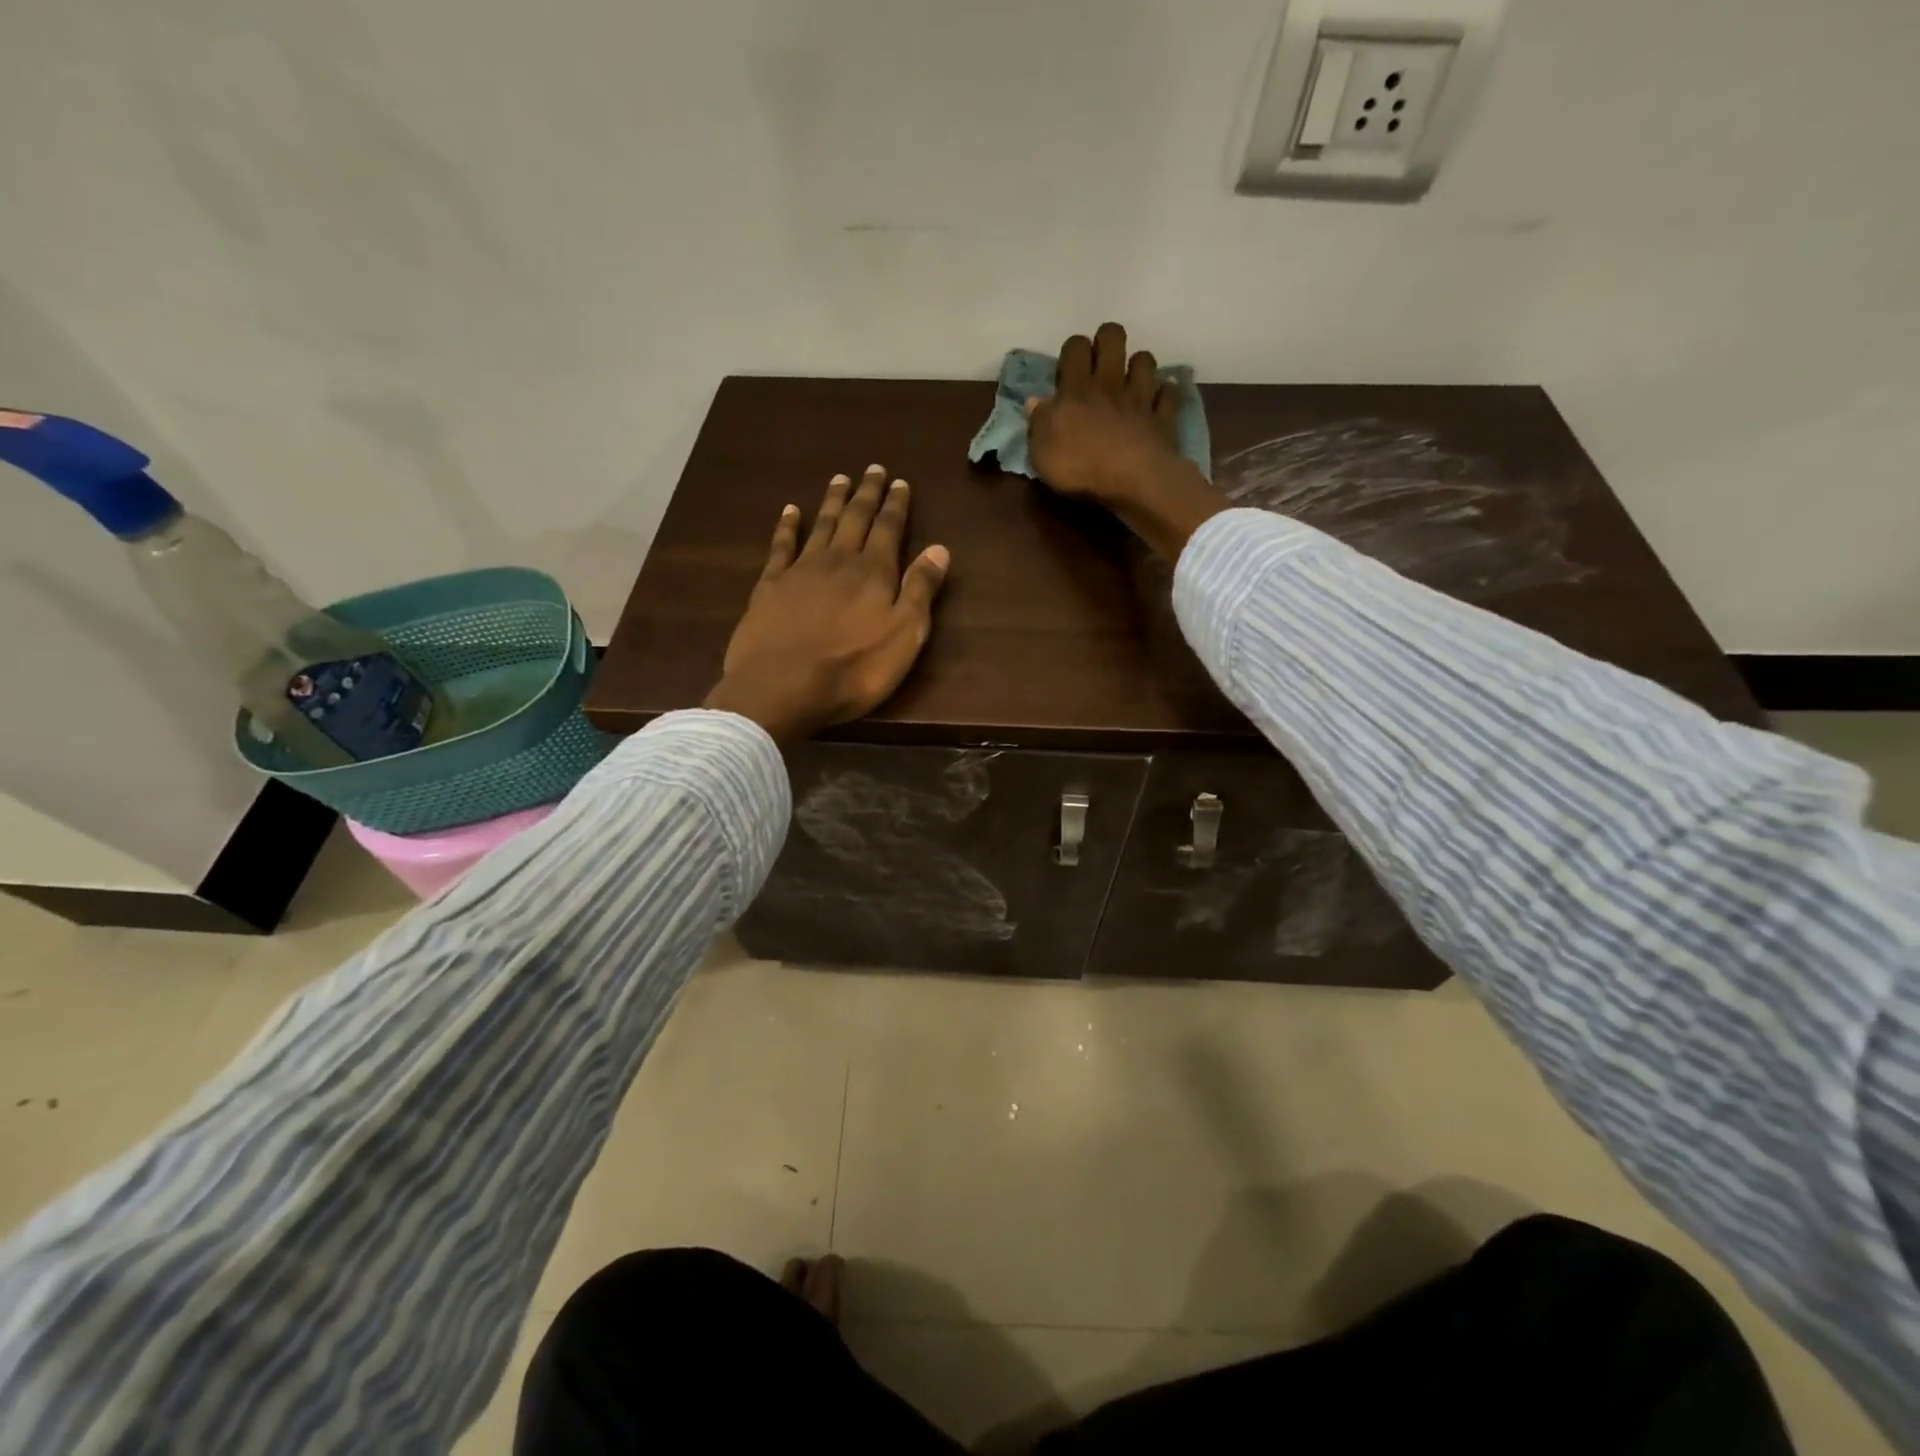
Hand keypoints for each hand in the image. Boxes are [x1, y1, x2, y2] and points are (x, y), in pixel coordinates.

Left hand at [705, 465, 949, 745]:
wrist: (781, 687)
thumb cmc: (853, 670)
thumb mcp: (904, 637)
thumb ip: (920, 591)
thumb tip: (940, 548)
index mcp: (874, 574)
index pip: (889, 529)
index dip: (896, 506)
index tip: (900, 482)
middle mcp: (839, 561)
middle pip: (855, 519)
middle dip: (866, 494)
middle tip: (873, 469)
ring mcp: (800, 571)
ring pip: (821, 526)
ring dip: (832, 501)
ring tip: (840, 479)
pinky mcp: (770, 586)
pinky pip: (781, 546)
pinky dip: (787, 526)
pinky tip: (790, 512)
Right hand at [1026, 322, 1227, 560]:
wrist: (1133, 480)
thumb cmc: (1080, 468)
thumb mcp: (1041, 453)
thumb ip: (1038, 424)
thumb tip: (1035, 402)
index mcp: (1077, 390)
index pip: (1075, 347)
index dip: (1073, 350)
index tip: (1069, 368)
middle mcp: (1110, 384)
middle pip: (1113, 337)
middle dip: (1107, 341)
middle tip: (1100, 362)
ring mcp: (1140, 398)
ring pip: (1144, 360)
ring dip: (1138, 366)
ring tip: (1131, 382)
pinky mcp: (1163, 417)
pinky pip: (1168, 394)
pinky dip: (1164, 394)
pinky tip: (1158, 402)